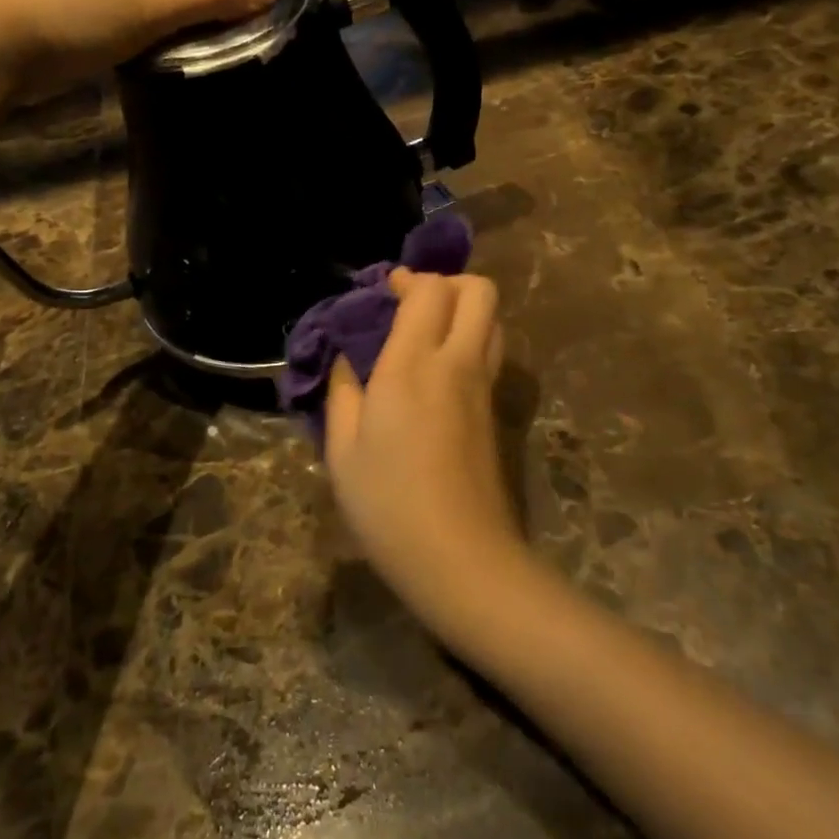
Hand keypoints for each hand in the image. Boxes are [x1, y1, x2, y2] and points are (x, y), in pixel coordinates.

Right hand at [323, 271, 526, 634]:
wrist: (461, 558)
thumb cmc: (388, 504)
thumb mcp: (342, 450)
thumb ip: (343, 391)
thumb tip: (347, 359)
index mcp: (412, 366)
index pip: (430, 290)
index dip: (408, 280)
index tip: (384, 292)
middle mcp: (457, 363)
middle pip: (478, 290)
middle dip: (447, 283)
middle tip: (412, 305)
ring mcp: (484, 386)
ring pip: (493, 318)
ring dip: (463, 310)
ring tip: (427, 333)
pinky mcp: (496, 410)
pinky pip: (492, 351)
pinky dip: (472, 339)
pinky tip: (440, 370)